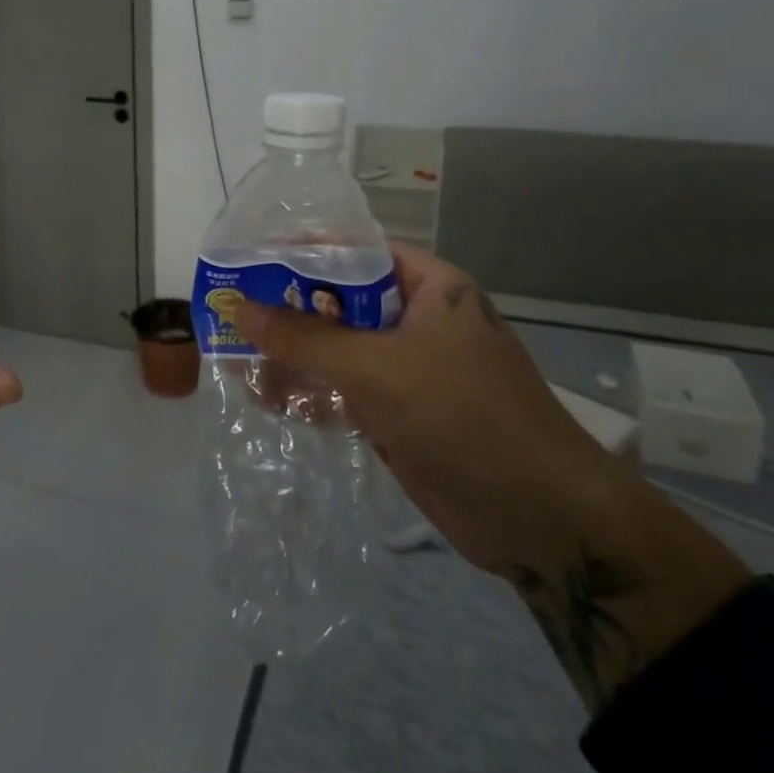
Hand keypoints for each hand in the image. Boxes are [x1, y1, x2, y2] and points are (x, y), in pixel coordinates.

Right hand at [237, 245, 750, 714]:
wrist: (542, 519)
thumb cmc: (464, 416)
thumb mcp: (378, 368)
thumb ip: (305, 339)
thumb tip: (240, 308)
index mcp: (430, 288)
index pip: (355, 253)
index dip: (302, 253)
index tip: (249, 260)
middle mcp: (420, 322)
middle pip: (341, 304)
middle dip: (288, 311)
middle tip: (231, 313)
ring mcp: (411, 372)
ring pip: (339, 352)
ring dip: (293, 356)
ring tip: (236, 358)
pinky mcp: (402, 416)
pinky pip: (346, 393)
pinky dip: (311, 394)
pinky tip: (265, 398)